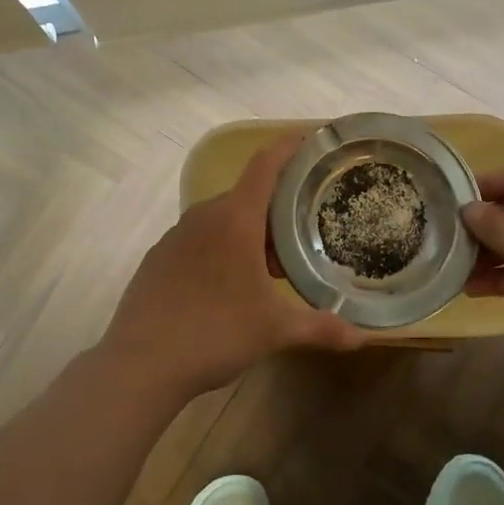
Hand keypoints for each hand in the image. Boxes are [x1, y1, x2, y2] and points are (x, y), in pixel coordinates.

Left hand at [101, 134, 366, 399]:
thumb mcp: (274, 330)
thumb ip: (320, 328)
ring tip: (271, 267)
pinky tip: (228, 286)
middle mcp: (203, 216)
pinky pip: (199, 240)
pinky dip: (221, 249)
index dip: (289, 147)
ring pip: (222, 220)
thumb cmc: (215, 332)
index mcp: (235, 219)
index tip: (311, 141)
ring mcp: (175, 236)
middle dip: (276, 210)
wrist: (141, 363)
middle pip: (247, 196)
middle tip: (304, 233)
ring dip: (249, 233)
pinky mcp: (158, 259)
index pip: (265, 165)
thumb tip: (363, 338)